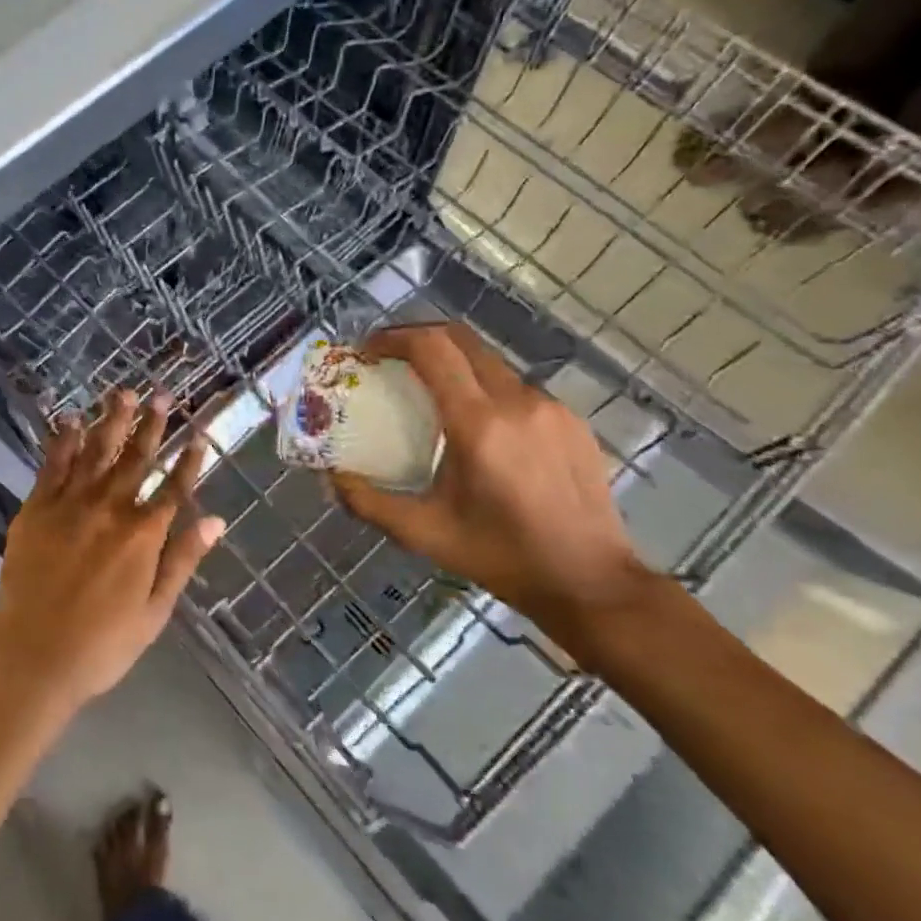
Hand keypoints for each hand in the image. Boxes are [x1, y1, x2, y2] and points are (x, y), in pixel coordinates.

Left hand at [0, 391, 225, 710]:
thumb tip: (216, 521)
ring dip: (110, 421)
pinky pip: (52, 465)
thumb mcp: (154, 610)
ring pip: (95, 452)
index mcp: (142, 535)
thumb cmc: (102, 642)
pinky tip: (70, 420)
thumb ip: (183, 560)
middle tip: (160, 394)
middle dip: (150, 425)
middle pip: (135, 459)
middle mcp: (109, 509)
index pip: (173, 488)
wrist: (34, 655)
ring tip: (122, 393)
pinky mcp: (37, 508)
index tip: (199, 434)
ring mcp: (70, 504)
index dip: (189, 461)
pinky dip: (63, 441)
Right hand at [330, 324, 659, 659]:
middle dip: (418, 338)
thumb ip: (368, 502)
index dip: (394, 338)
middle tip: (389, 359)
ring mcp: (550, 407)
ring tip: (429, 393)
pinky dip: (484, 389)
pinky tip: (477, 426)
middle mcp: (516, 402)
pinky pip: (516, 388)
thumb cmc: (501, 556)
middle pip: (461, 340)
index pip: (432, 349)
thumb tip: (330, 476)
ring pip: (489, 363)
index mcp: (477, 424)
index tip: (368, 350)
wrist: (590, 581)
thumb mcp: (424, 533)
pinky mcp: (571, 420)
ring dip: (452, 364)